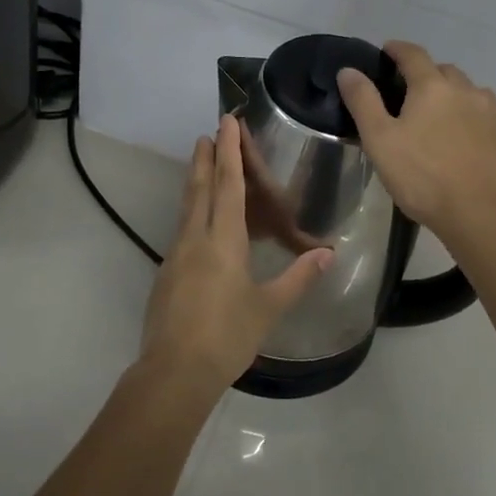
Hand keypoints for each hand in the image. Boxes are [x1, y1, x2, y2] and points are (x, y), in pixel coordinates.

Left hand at [139, 114, 333, 394]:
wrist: (174, 372)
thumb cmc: (227, 336)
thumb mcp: (269, 307)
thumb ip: (298, 277)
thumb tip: (328, 252)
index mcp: (223, 241)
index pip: (228, 185)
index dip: (229, 152)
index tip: (225, 123)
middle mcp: (195, 239)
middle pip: (200, 188)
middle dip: (206, 157)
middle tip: (208, 132)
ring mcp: (176, 255)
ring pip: (187, 207)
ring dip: (195, 180)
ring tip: (200, 162)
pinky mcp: (166, 274)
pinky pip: (182, 229)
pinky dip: (192, 210)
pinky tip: (197, 221)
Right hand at [336, 41, 495, 241]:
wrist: (480, 215)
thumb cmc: (422, 177)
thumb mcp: (379, 140)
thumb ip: (363, 101)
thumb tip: (349, 70)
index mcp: (432, 88)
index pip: (413, 55)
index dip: (398, 50)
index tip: (387, 51)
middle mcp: (468, 92)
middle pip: (447, 72)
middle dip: (430, 76)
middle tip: (414, 94)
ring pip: (478, 94)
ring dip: (462, 98)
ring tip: (450, 116)